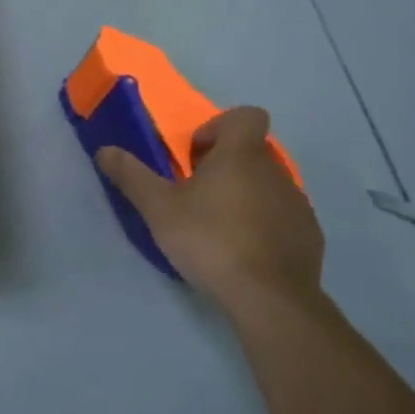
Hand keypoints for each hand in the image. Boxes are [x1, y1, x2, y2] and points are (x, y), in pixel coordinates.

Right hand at [99, 107, 323, 312]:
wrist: (269, 297)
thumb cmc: (209, 240)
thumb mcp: (158, 208)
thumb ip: (132, 176)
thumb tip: (104, 149)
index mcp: (241, 155)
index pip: (246, 115)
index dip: (220, 127)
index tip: (197, 156)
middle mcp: (275, 171)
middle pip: (252, 153)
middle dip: (224, 167)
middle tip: (197, 197)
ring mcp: (297, 204)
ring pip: (267, 186)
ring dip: (244, 196)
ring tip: (218, 229)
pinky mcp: (309, 236)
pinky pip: (283, 218)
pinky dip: (264, 226)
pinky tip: (244, 253)